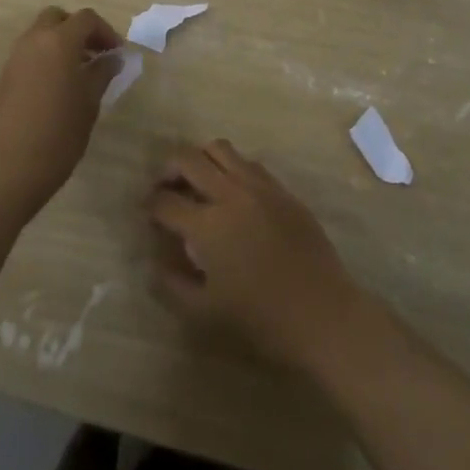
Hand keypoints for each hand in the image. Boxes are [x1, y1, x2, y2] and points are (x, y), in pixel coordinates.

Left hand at [0, 6, 122, 217]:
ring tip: (78, 72)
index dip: (106, 31)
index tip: (117, 53)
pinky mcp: (5, 77)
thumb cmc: (60, 131)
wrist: (11, 166)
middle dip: (78, 29)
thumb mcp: (90, 100)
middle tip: (95, 53)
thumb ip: (102, 73)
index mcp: (59, 41)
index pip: (86, 19)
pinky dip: (46, 58)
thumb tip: (112, 59)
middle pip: (58, 18)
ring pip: (40, 35)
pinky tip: (57, 87)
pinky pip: (29, 54)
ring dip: (60, 43)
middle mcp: (34, 40)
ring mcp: (15, 58)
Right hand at [147, 140, 365, 374]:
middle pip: (188, 159)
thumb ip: (173, 284)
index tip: (146, 214)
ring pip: (219, 149)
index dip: (149, 206)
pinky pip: (248, 163)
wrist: (323, 314)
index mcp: (207, 225)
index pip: (165, 202)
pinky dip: (231, 168)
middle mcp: (230, 193)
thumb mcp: (206, 313)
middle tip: (165, 189)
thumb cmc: (262, 321)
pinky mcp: (281, 189)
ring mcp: (259, 186)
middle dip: (168, 170)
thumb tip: (155, 261)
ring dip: (200, 160)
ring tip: (197, 182)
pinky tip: (231, 192)